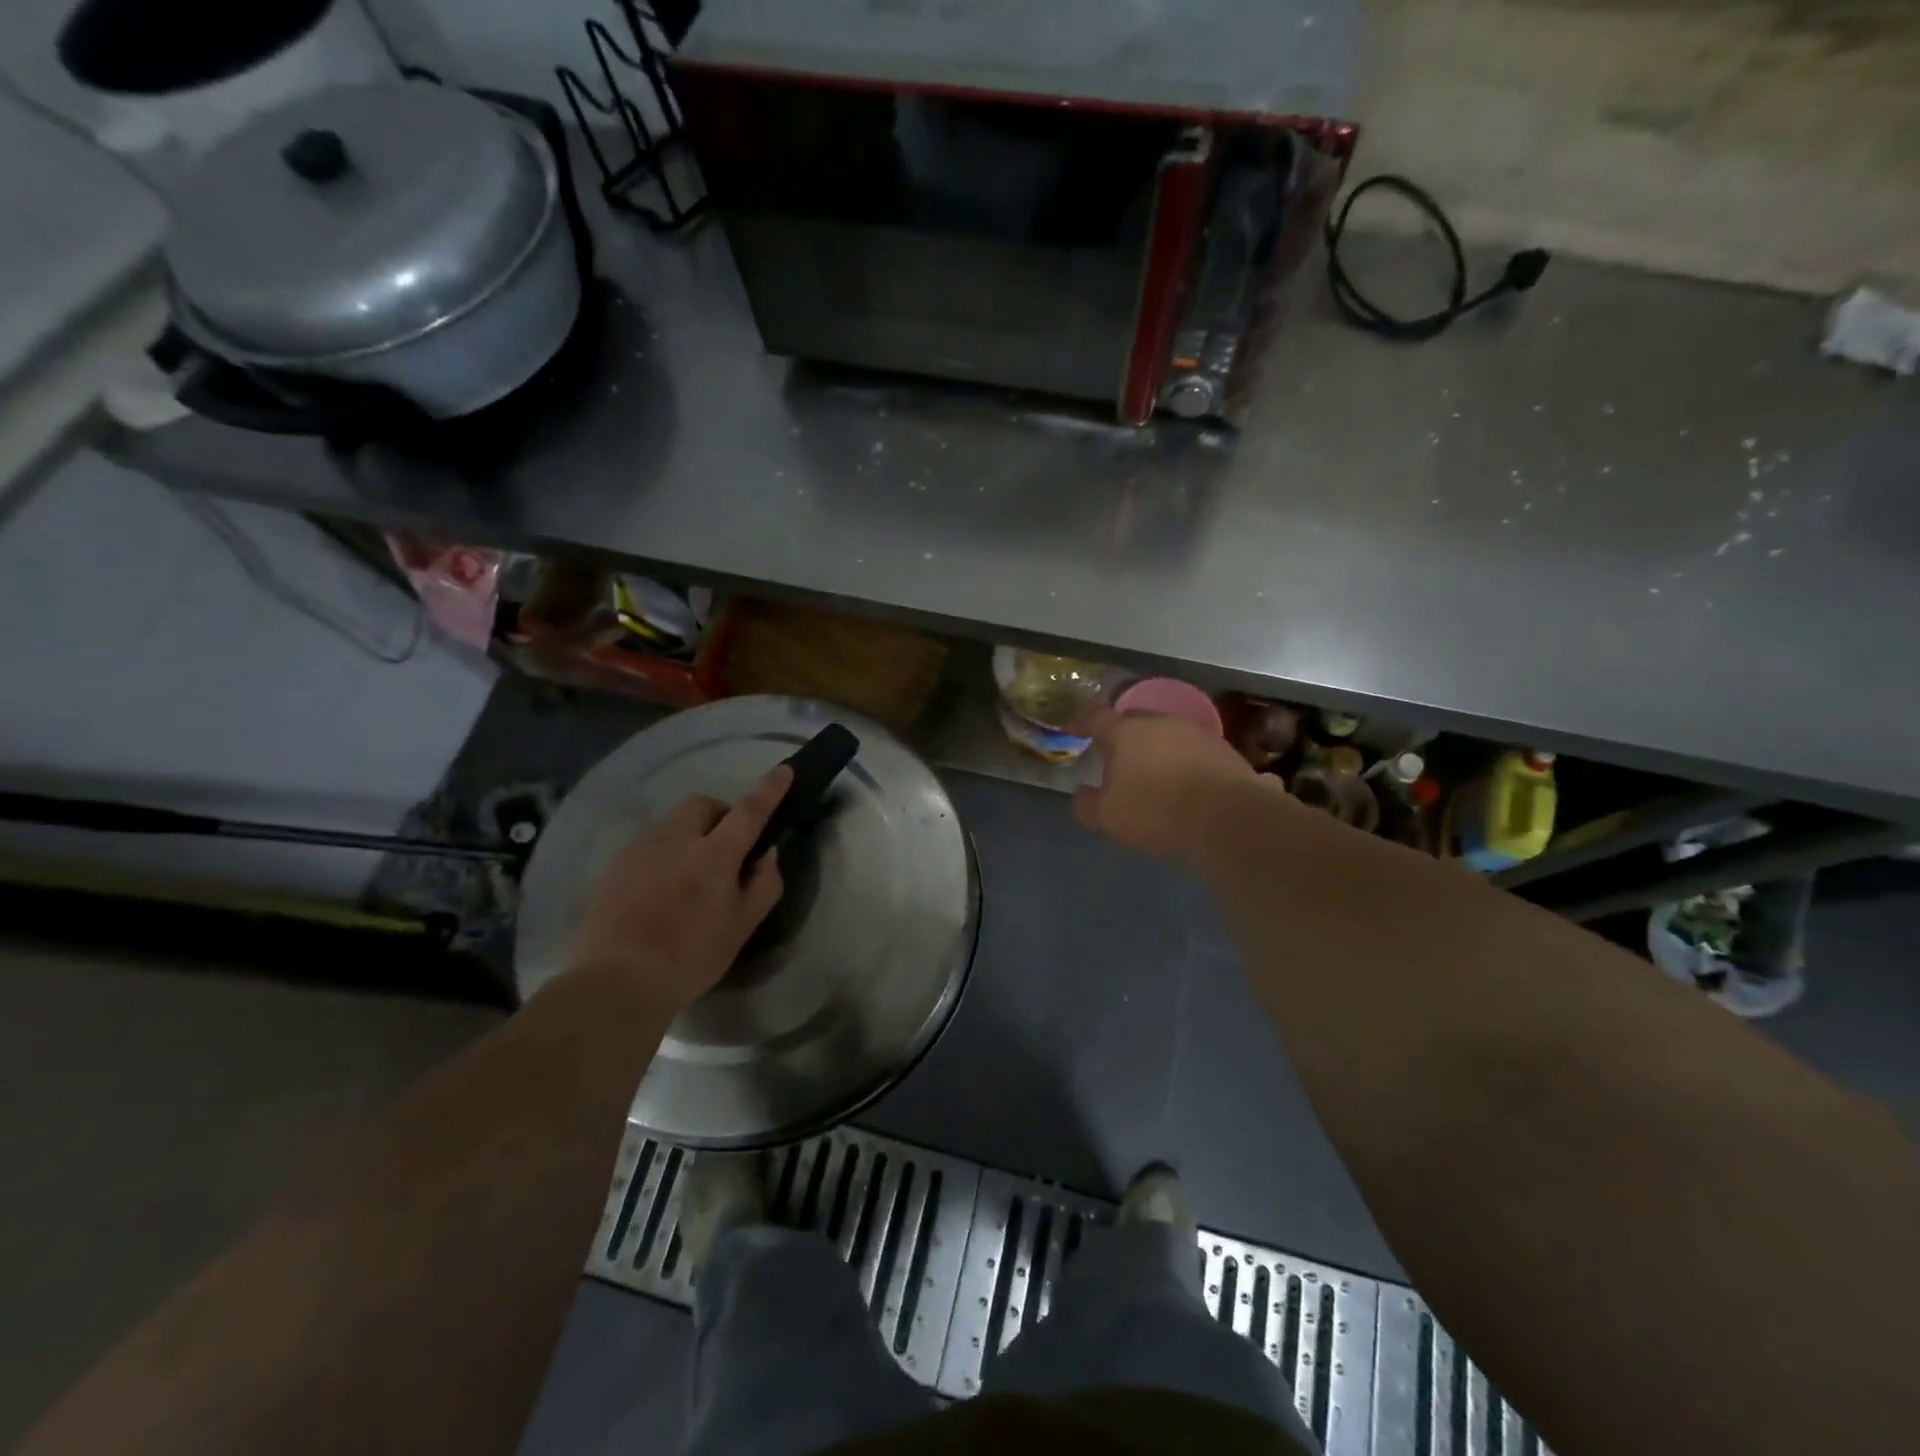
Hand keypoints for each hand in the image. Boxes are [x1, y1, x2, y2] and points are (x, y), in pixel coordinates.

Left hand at [566, 764, 792, 1012]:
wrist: (615, 981)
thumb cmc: (690, 957)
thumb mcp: (742, 927)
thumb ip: (764, 885)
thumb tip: (767, 855)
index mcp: (714, 855)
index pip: (750, 810)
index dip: (770, 789)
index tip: (783, 771)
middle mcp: (676, 840)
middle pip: (702, 805)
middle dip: (719, 815)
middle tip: (726, 848)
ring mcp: (640, 850)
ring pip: (672, 824)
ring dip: (689, 836)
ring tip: (689, 876)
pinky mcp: (614, 866)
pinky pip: (648, 846)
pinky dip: (663, 856)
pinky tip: (659, 892)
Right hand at [1073, 708, 1271, 859]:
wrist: (1228, 818)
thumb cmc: (1156, 811)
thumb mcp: (1108, 816)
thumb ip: (1088, 803)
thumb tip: (1082, 793)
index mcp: (1126, 732)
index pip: (1096, 718)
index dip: (1082, 723)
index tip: (1073, 729)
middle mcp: (1160, 722)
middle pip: (1134, 723)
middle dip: (1123, 738)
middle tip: (1115, 757)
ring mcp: (1196, 733)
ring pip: (1167, 736)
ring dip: (1157, 751)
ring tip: (1153, 774)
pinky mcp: (1224, 750)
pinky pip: (1193, 753)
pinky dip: (1183, 764)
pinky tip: (1185, 786)